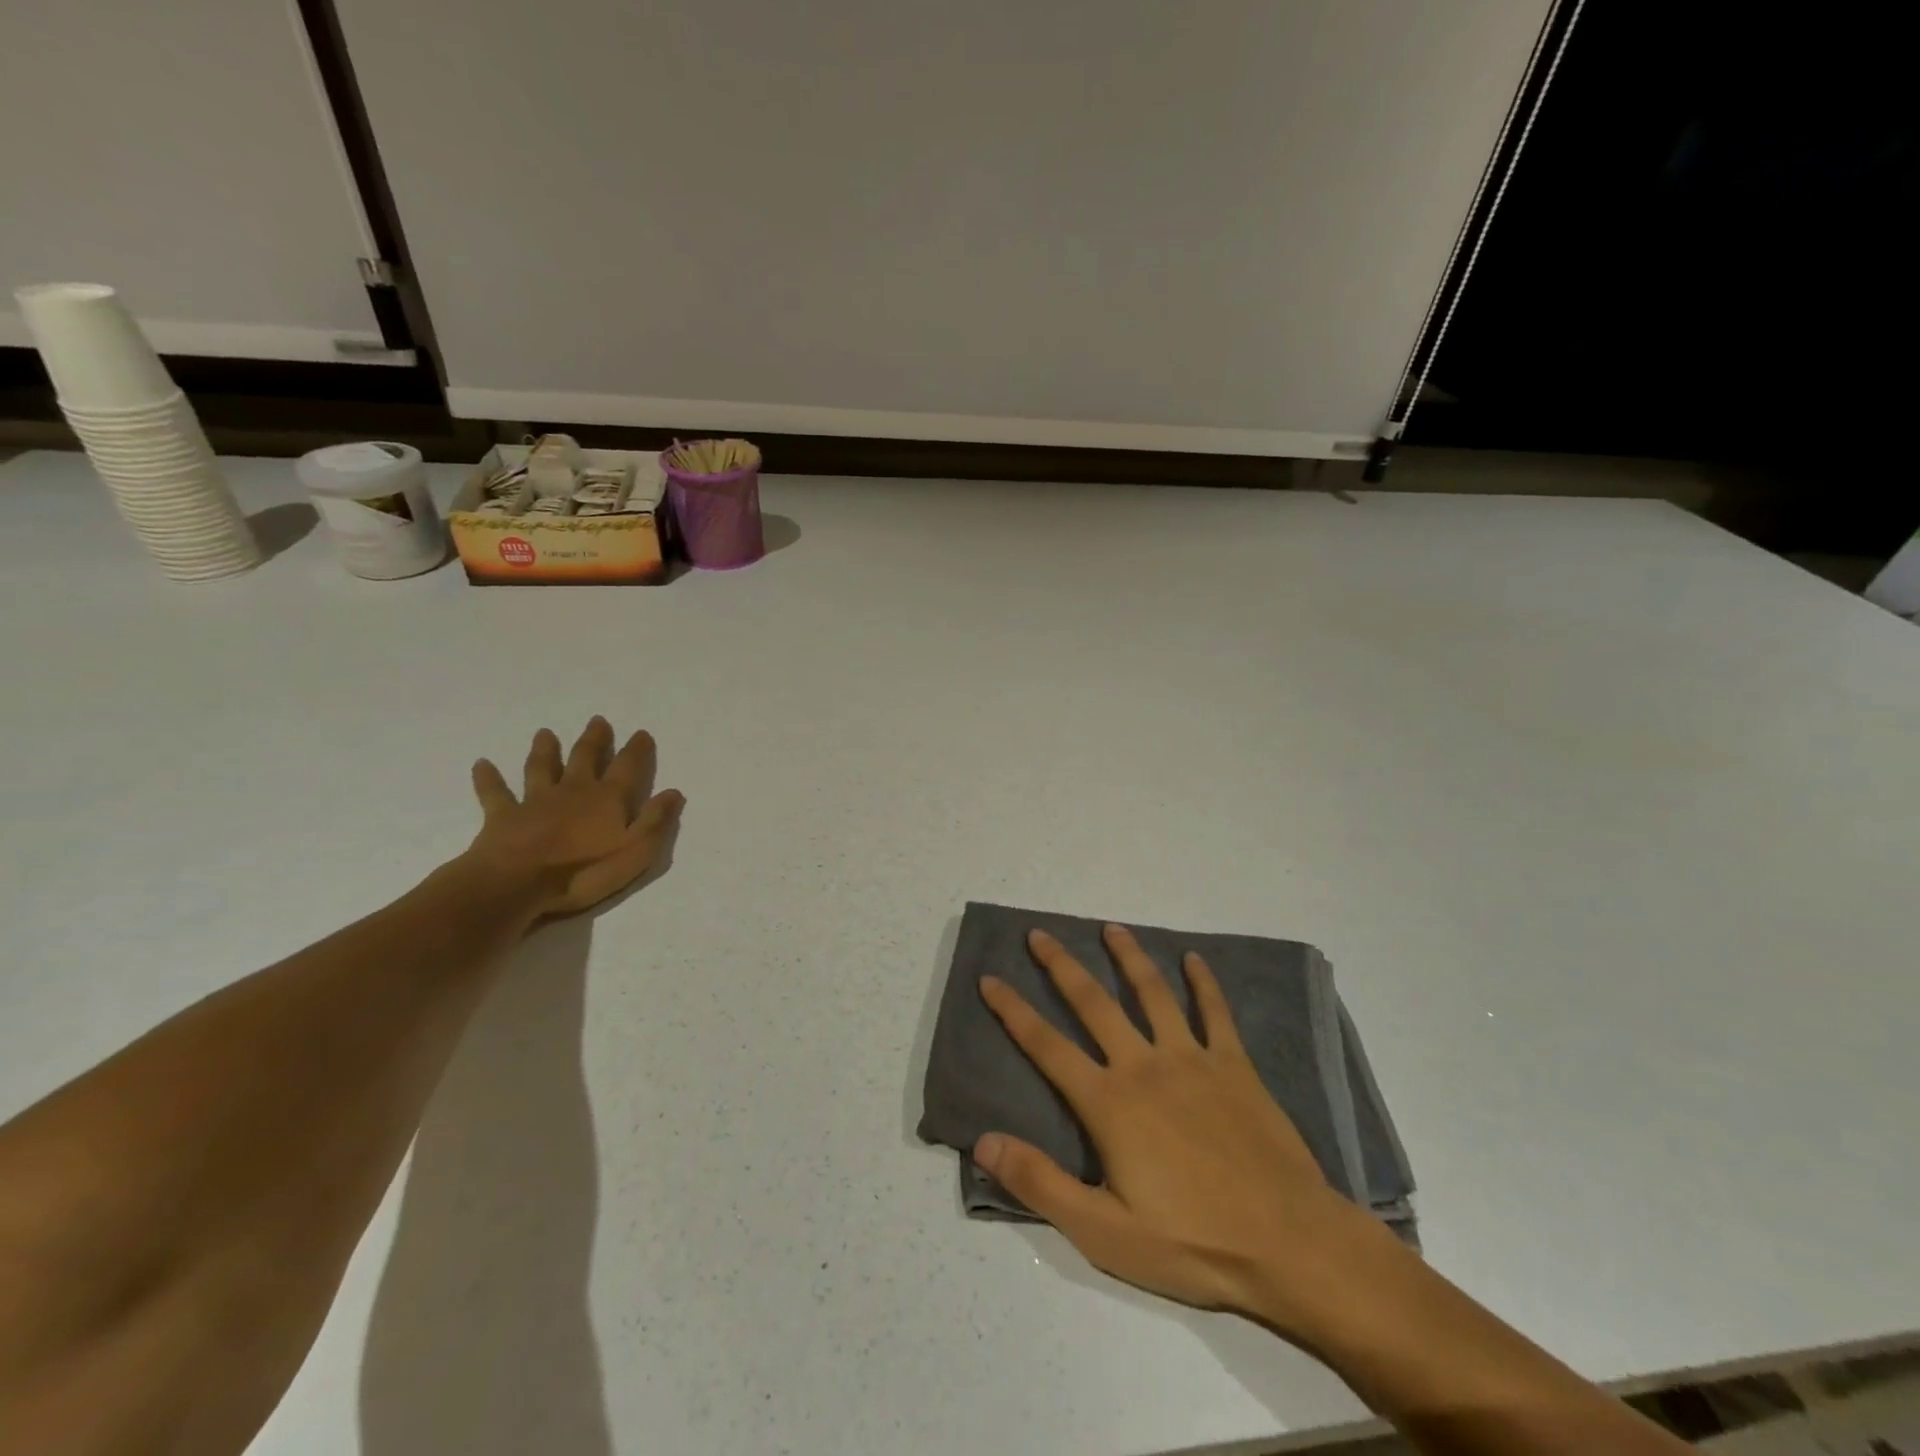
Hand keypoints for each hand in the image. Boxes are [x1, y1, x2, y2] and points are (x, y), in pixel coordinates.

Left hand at [463, 717, 684, 923]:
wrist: (516, 884)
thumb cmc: (583, 871)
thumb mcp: (635, 851)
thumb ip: (655, 820)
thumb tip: (674, 791)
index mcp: (607, 799)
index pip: (628, 768)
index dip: (637, 750)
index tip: (641, 733)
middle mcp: (573, 791)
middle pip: (585, 758)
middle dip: (594, 740)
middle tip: (598, 720)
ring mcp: (535, 801)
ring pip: (541, 768)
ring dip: (544, 750)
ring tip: (545, 733)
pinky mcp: (503, 817)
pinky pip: (495, 793)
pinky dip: (488, 778)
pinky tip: (481, 764)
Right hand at [976, 926, 1389, 1333]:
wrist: (1289, 1244)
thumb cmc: (1192, 1242)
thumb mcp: (1103, 1232)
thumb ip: (1039, 1183)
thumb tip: (984, 1139)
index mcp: (1109, 1102)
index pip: (1046, 1046)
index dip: (1013, 1011)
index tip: (989, 978)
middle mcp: (1143, 1065)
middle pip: (1093, 1003)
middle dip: (1061, 965)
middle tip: (1038, 934)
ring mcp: (1192, 1059)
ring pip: (1152, 993)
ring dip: (1129, 957)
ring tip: (1112, 928)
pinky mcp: (1234, 1066)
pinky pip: (1215, 1013)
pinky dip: (1204, 983)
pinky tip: (1195, 959)